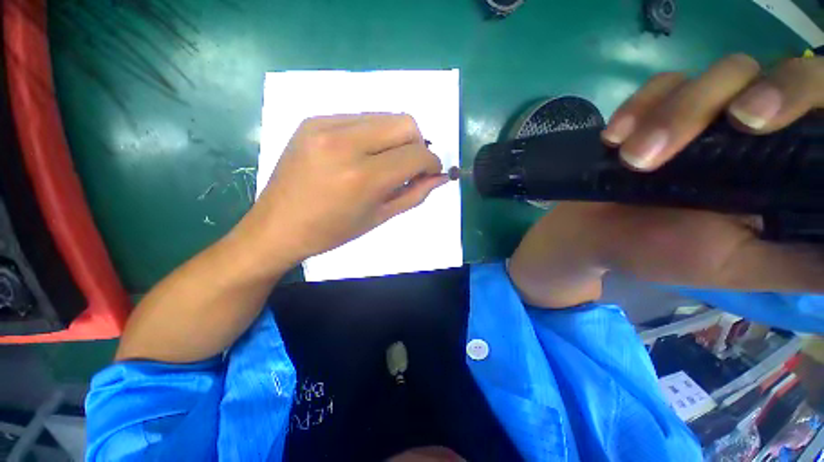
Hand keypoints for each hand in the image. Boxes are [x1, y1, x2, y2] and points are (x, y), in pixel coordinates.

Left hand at [236, 114, 446, 267]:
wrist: (278, 225)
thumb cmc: (332, 231)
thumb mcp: (380, 218)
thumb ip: (415, 194)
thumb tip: (439, 177)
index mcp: (363, 177)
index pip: (416, 154)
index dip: (432, 163)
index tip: (431, 173)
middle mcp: (345, 143)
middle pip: (405, 123)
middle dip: (417, 145)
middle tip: (409, 166)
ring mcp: (325, 126)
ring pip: (384, 116)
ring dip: (395, 138)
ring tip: (385, 162)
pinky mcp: (313, 120)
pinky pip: (360, 117)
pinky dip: (373, 134)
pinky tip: (362, 154)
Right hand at [512, 54, 823, 306]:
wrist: (594, 236)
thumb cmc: (662, 253)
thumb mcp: (741, 266)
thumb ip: (802, 259)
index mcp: (785, 166)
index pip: (820, 107)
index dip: (801, 97)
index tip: (760, 123)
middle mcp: (756, 129)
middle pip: (774, 75)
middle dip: (741, 96)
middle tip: (722, 125)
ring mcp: (707, 113)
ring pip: (716, 75)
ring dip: (672, 115)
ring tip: (633, 160)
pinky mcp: (660, 109)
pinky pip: (660, 86)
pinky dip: (637, 108)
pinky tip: (614, 140)